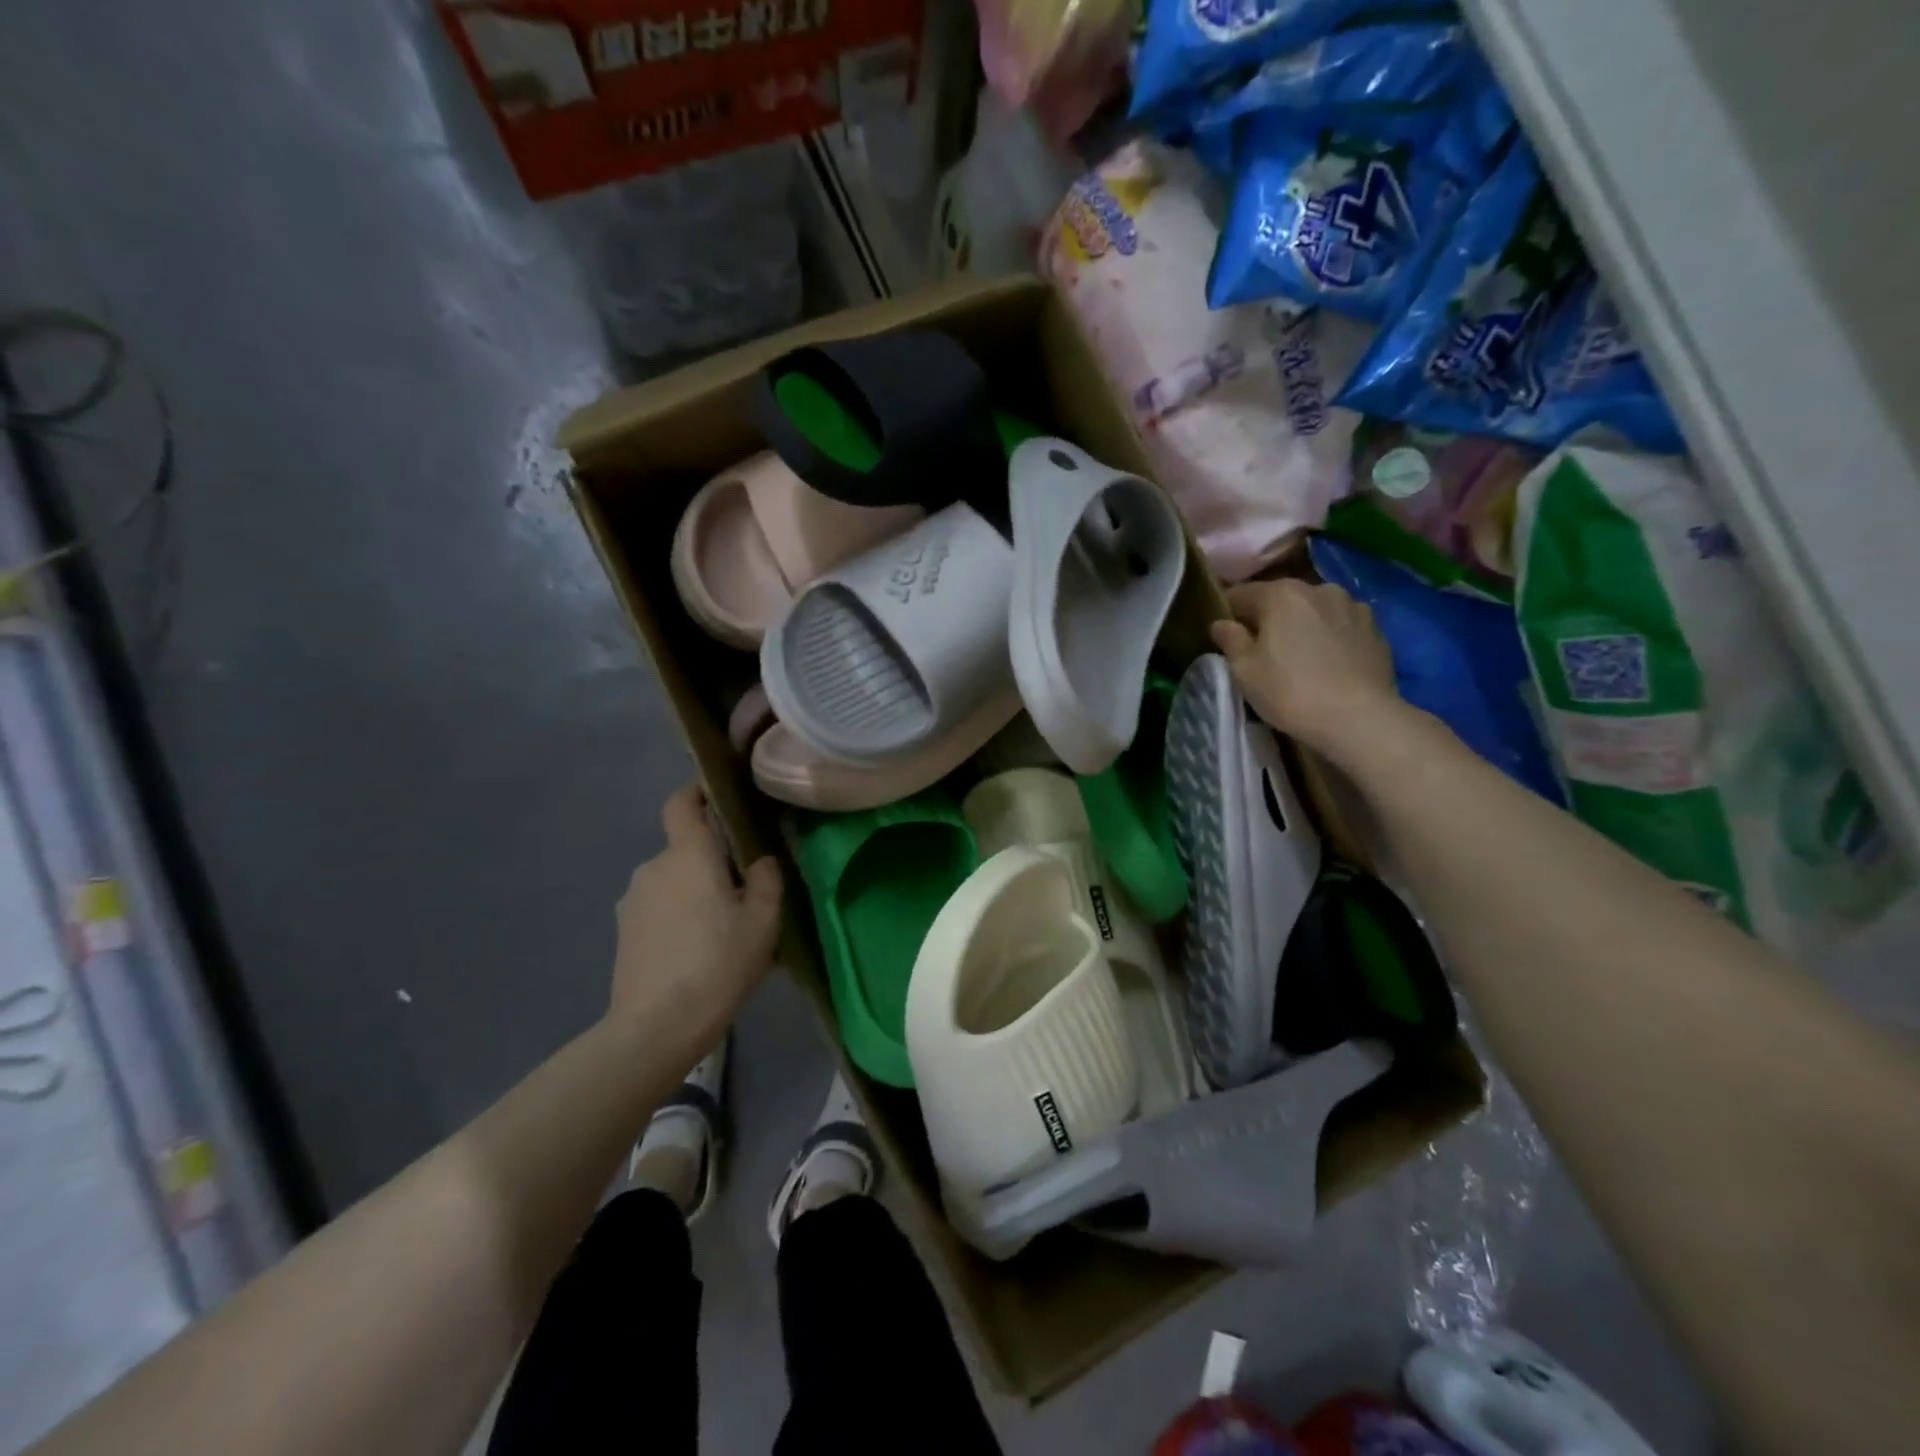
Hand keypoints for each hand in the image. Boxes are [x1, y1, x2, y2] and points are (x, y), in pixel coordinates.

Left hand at [610, 784, 782, 1039]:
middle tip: (743, 889)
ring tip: (721, 927)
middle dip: (712, 859)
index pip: (682, 802)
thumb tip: (760, 861)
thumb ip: (766, 879)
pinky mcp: (624, 930)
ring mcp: (633, 899)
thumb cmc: (718, 963)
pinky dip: (678, 915)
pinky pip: (658, 906)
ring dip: (695, 890)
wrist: (656, 1027)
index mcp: (688, 854)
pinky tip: (696, 950)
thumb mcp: (763, 921)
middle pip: (685, 847)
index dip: (698, 792)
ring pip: (673, 880)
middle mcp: (654, 866)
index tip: (722, 800)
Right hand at [1210, 578, 1402, 755]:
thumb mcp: (1244, 670)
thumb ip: (1230, 640)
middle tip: (1261, 651)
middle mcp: (1319, 589)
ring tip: (1299, 658)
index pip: (1240, 594)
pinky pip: (1340, 626)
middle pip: (1281, 599)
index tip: (1225, 638)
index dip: (1228, 614)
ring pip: (1313, 611)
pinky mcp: (1376, 629)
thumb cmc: (1290, 692)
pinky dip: (1329, 638)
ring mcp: (1353, 606)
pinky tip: (1327, 664)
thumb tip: (1221, 624)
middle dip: (1268, 619)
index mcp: (1282, 594)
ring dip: (1301, 626)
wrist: (1359, 719)